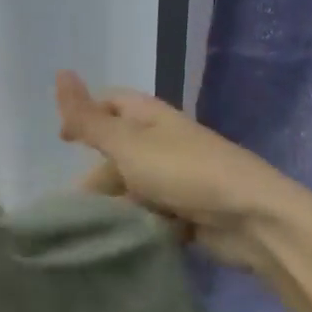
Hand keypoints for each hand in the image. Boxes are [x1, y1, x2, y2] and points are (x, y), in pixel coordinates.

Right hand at [54, 71, 302, 271]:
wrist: (252, 218)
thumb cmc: (185, 172)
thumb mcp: (128, 144)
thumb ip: (89, 118)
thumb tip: (59, 72)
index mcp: (150, 117)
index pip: (111, 102)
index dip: (85, 115)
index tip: (62, 141)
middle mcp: (163, 142)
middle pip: (119, 150)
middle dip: (96, 172)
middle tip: (74, 202)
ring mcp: (178, 177)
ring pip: (134, 185)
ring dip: (115, 203)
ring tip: (92, 228)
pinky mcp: (188, 211)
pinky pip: (152, 212)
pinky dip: (138, 223)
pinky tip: (122, 239)